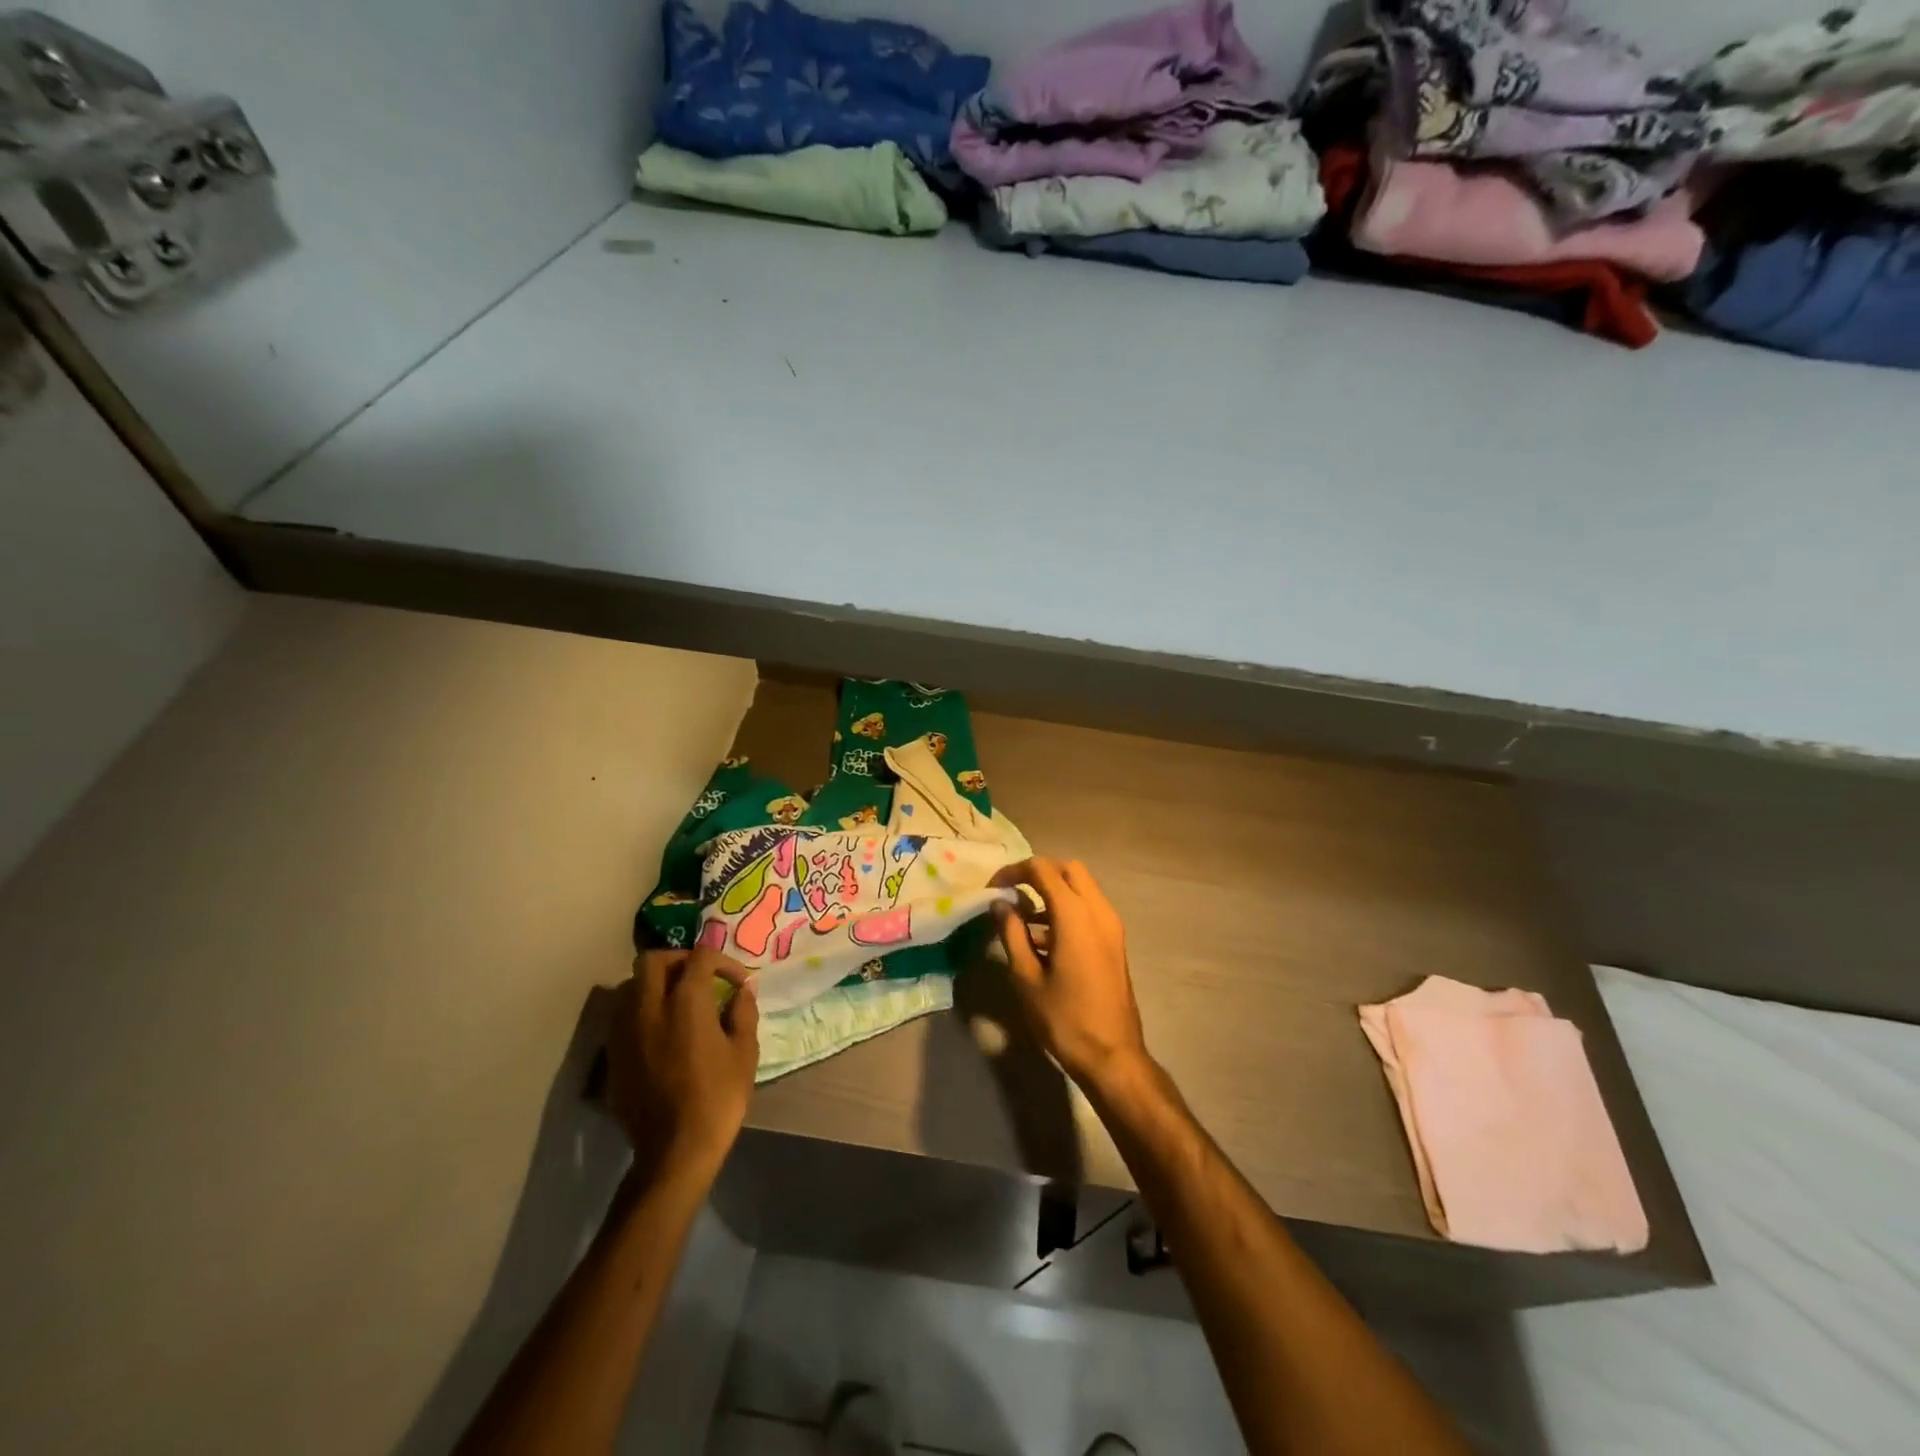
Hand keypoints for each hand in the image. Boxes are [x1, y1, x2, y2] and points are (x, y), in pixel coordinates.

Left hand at [606, 948, 759, 1182]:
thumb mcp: (744, 1052)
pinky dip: (641, 1011)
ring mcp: (624, 1031)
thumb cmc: (718, 1097)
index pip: (700, 957)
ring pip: (630, 985)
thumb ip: (743, 1012)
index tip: (737, 982)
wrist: (674, 1151)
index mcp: (685, 1002)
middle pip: (653, 960)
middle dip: (678, 960)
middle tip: (699, 977)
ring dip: (654, 984)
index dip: (723, 961)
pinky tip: (660, 1032)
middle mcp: (648, 1007)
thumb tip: (742, 991)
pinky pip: (622, 1016)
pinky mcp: (612, 1055)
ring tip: (677, 1002)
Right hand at [992, 858, 1148, 1088]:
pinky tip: (1044, 940)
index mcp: (1075, 914)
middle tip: (1012, 894)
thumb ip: (1011, 933)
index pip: (1043, 869)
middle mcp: (1098, 910)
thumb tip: (1000, 904)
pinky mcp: (1115, 942)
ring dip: (1054, 892)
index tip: (992, 888)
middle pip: (1068, 869)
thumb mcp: (1026, 977)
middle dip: (1038, 874)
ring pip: (1082, 888)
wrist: (1113, 1056)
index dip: (1014, 871)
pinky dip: (1067, 909)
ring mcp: (1112, 926)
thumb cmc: (1064, 1018)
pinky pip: (1090, 909)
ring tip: (1023, 920)